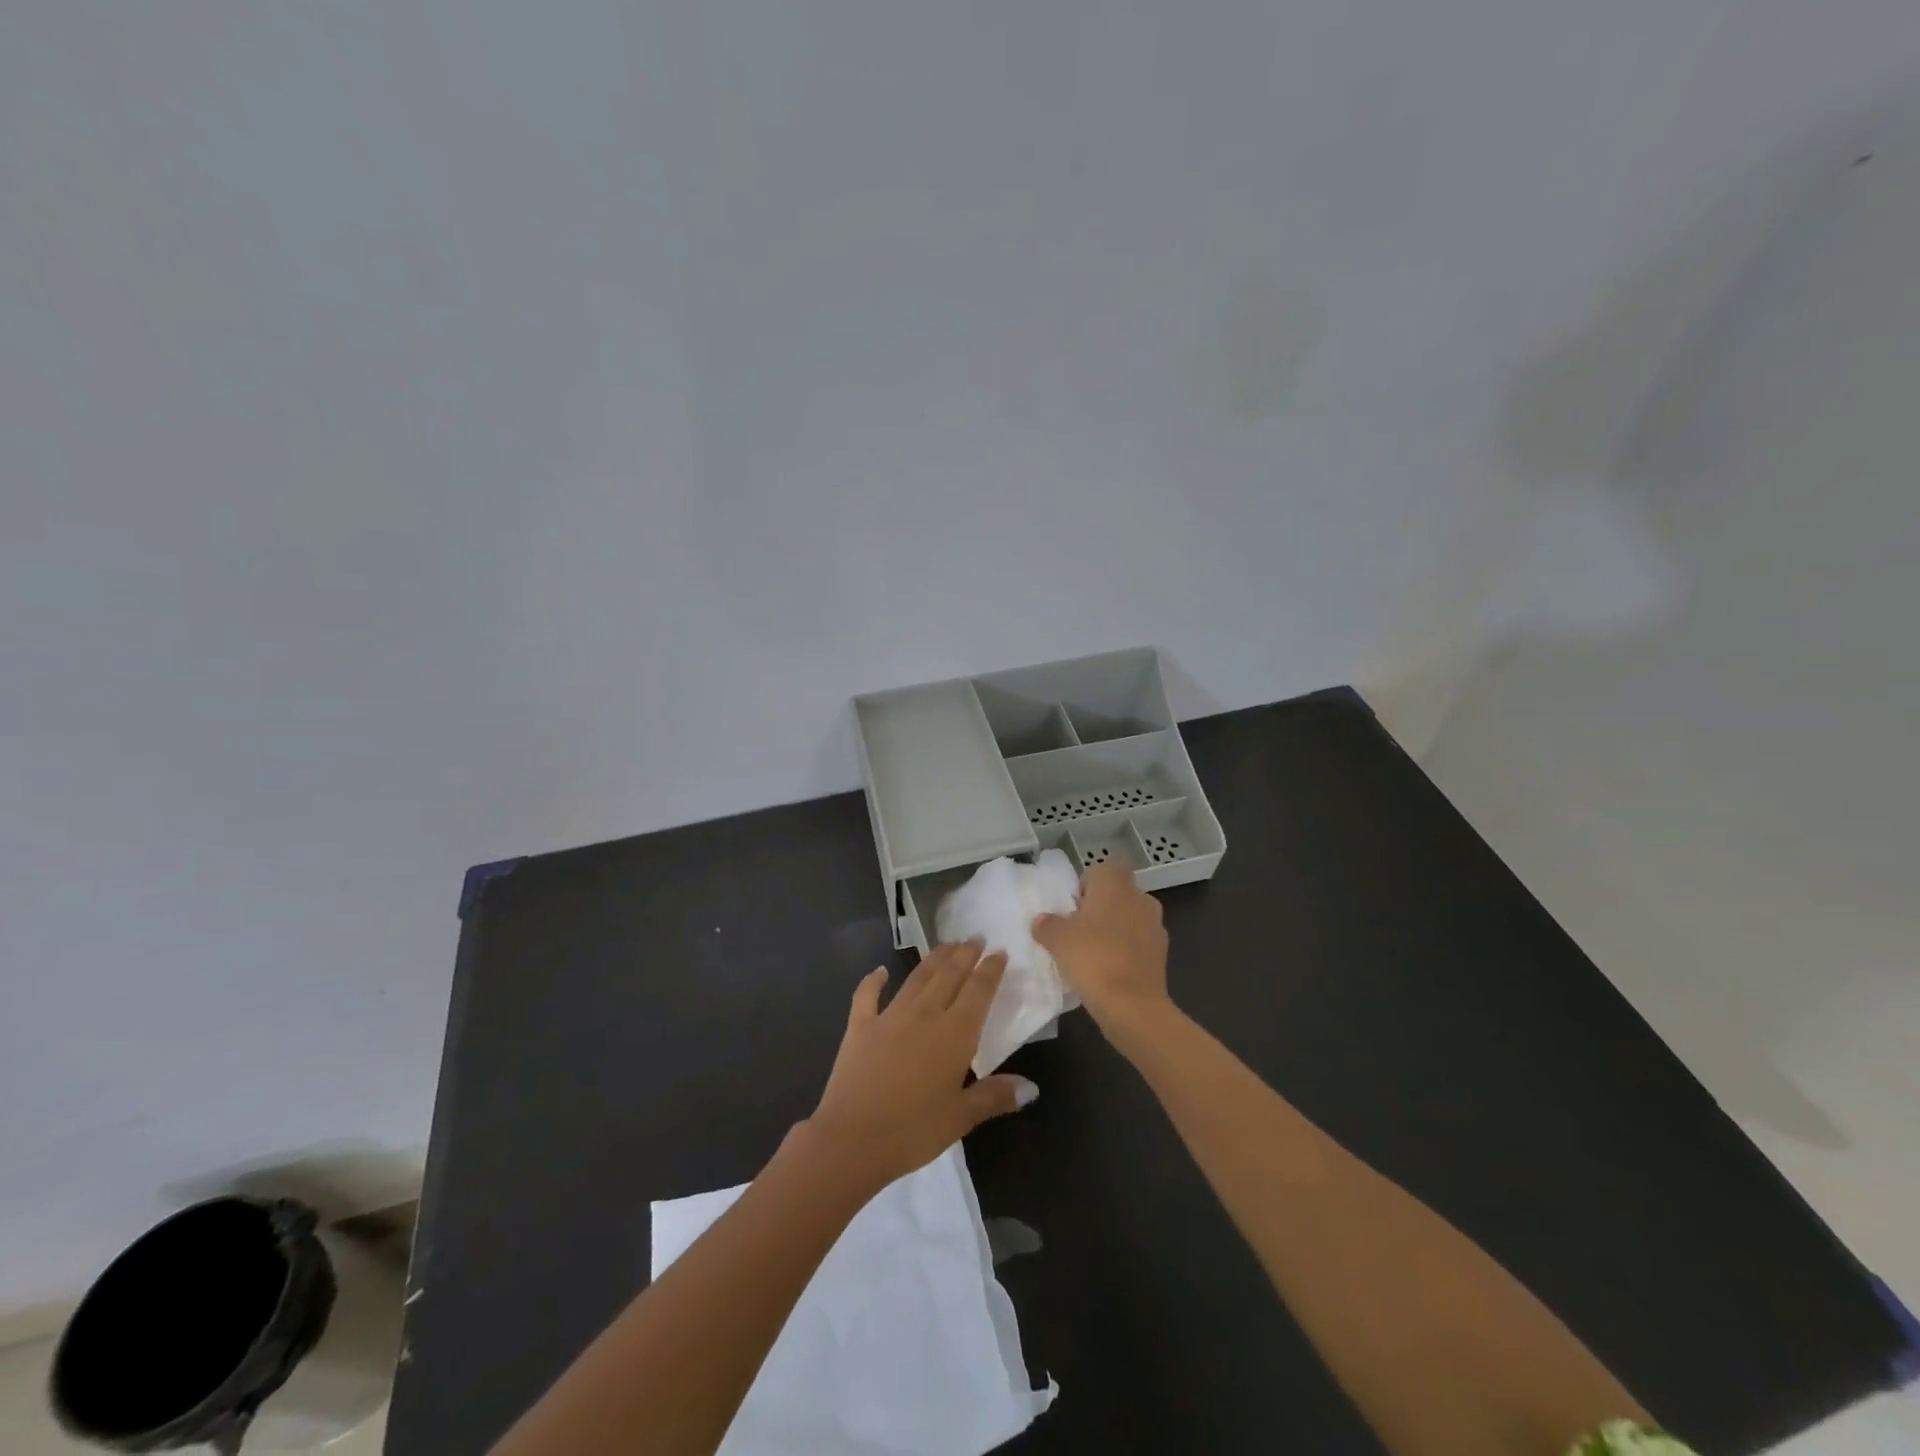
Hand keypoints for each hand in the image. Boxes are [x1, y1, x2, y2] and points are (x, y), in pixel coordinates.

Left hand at [807, 942, 1036, 1190]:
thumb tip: (1031, 1087)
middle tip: (975, 938)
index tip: (1000, 952)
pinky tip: (880, 971)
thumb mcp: (961, 1117)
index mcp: (954, 1033)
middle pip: (949, 974)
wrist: (851, 1139)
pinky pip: (867, 995)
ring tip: (947, 945)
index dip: (991, 969)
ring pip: (917, 977)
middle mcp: (925, 1014)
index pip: (978, 990)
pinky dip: (874, 980)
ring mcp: (889, 1016)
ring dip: (934, 958)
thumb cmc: (913, 1131)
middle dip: (965, 954)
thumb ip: (995, 1096)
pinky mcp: (860, 1026)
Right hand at [1033, 862, 1172, 1047]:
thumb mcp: (1057, 939)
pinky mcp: (1161, 954)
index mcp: (1116, 884)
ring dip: (1112, 930)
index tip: (1072, 906)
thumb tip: (1042, 920)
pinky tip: (1107, 972)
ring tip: (1090, 954)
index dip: (1086, 884)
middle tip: (1076, 930)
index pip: (1102, 869)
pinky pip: (1137, 943)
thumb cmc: (1093, 959)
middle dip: (1098, 908)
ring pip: (1128, 919)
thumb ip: (1047, 924)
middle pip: (1116, 894)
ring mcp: (1155, 926)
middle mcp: (1140, 898)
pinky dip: (1124, 951)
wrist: (1133, 1006)